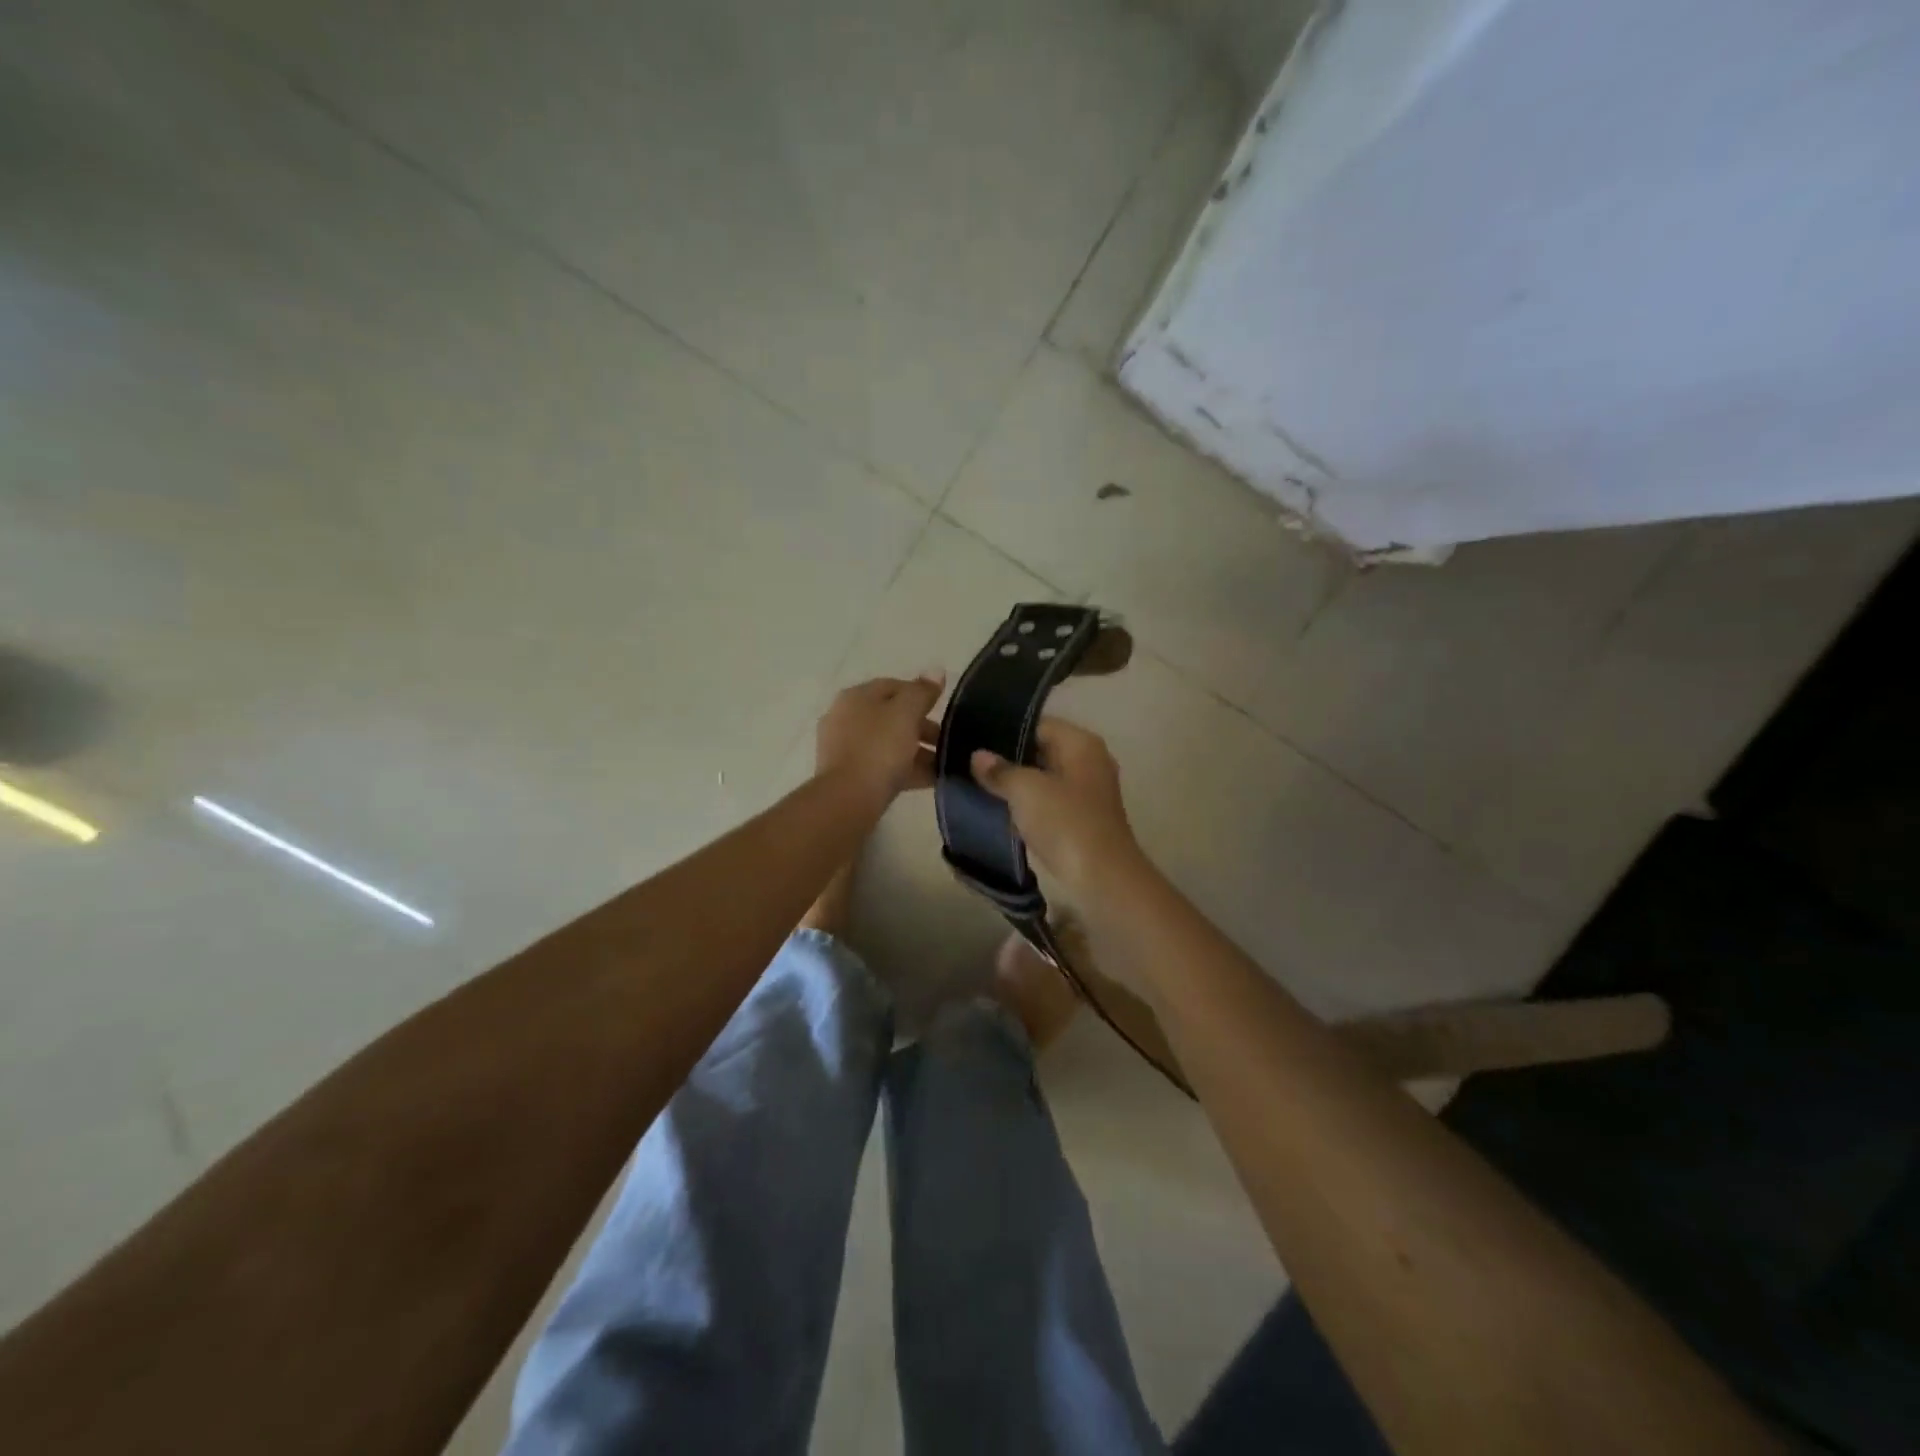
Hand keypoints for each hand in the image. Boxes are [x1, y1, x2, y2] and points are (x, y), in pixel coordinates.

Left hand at [816, 674, 945, 798]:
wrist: (849, 799)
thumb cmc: (879, 748)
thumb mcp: (906, 714)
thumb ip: (922, 691)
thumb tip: (936, 670)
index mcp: (856, 696)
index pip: (893, 686)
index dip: (921, 694)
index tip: (943, 709)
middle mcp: (845, 717)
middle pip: (891, 716)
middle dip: (922, 727)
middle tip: (947, 740)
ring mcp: (844, 748)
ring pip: (888, 743)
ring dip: (917, 751)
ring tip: (944, 763)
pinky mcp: (849, 775)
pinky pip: (883, 766)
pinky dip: (906, 769)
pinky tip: (930, 779)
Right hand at [971, 717, 1146, 896]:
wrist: (1102, 878)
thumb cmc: (1065, 823)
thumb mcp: (1026, 790)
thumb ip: (1000, 770)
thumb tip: (978, 756)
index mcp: (1081, 743)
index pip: (1037, 723)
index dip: (1004, 729)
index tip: (972, 739)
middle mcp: (1089, 760)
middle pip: (1041, 749)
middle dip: (1008, 758)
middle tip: (969, 763)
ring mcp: (1088, 791)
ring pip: (1043, 777)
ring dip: (1016, 784)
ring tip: (978, 785)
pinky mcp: (1082, 818)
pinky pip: (1048, 802)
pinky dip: (1028, 805)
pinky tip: (1001, 810)